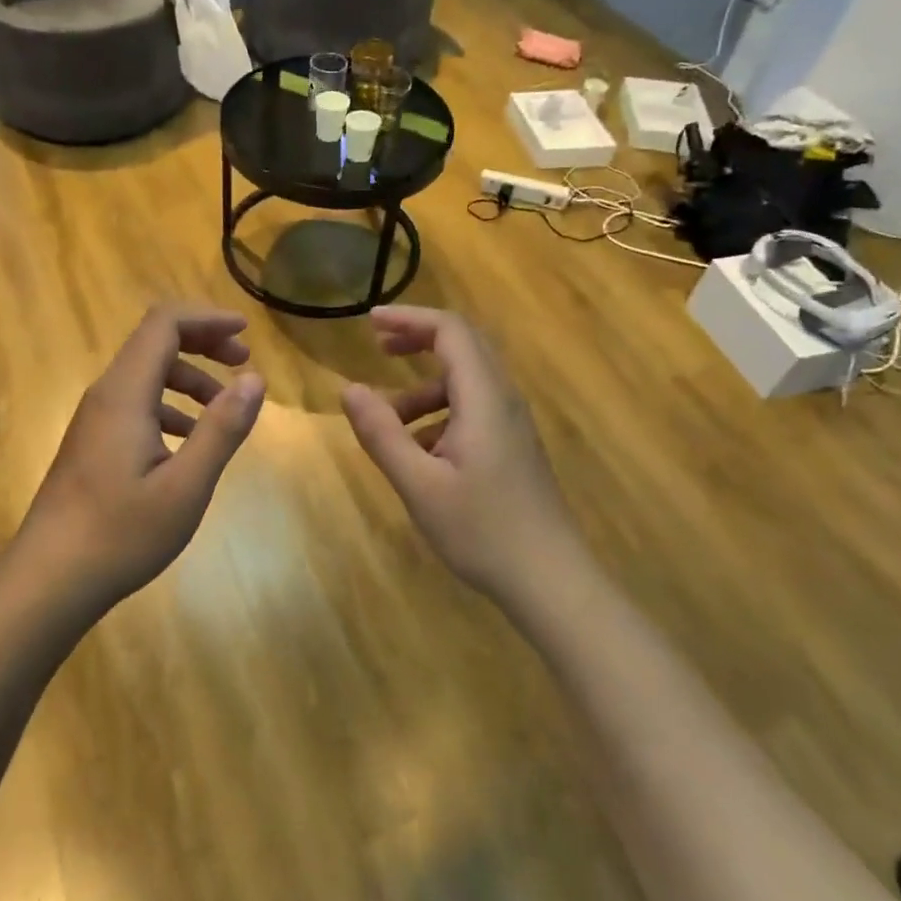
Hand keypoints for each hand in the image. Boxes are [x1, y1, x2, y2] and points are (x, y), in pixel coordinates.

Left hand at [17, 305, 265, 608]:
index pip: (164, 324)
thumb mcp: (186, 485)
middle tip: (243, 364)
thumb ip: (222, 429)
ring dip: (189, 378)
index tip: (246, 333)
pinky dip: (170, 406)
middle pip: (155, 342)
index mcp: (125, 393)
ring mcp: (95, 419)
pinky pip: (136, 403)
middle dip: (203, 343)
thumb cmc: (120, 533)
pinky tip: (189, 441)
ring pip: (146, 375)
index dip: (207, 318)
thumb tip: (254, 380)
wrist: (48, 579)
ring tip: (225, 407)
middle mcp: (106, 395)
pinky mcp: (93, 442)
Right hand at [341, 306, 576, 602]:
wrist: (551, 581)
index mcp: (484, 399)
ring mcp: (512, 424)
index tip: (369, 322)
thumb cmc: (483, 531)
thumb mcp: (419, 485)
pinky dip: (439, 412)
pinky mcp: (512, 446)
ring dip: (423, 386)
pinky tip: (418, 450)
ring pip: (466, 381)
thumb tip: (348, 390)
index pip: (450, 331)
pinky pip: (473, 408)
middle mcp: (503, 400)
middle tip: (377, 346)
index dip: (409, 318)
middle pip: (463, 346)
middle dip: (418, 339)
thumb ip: (382, 434)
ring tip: (386, 419)